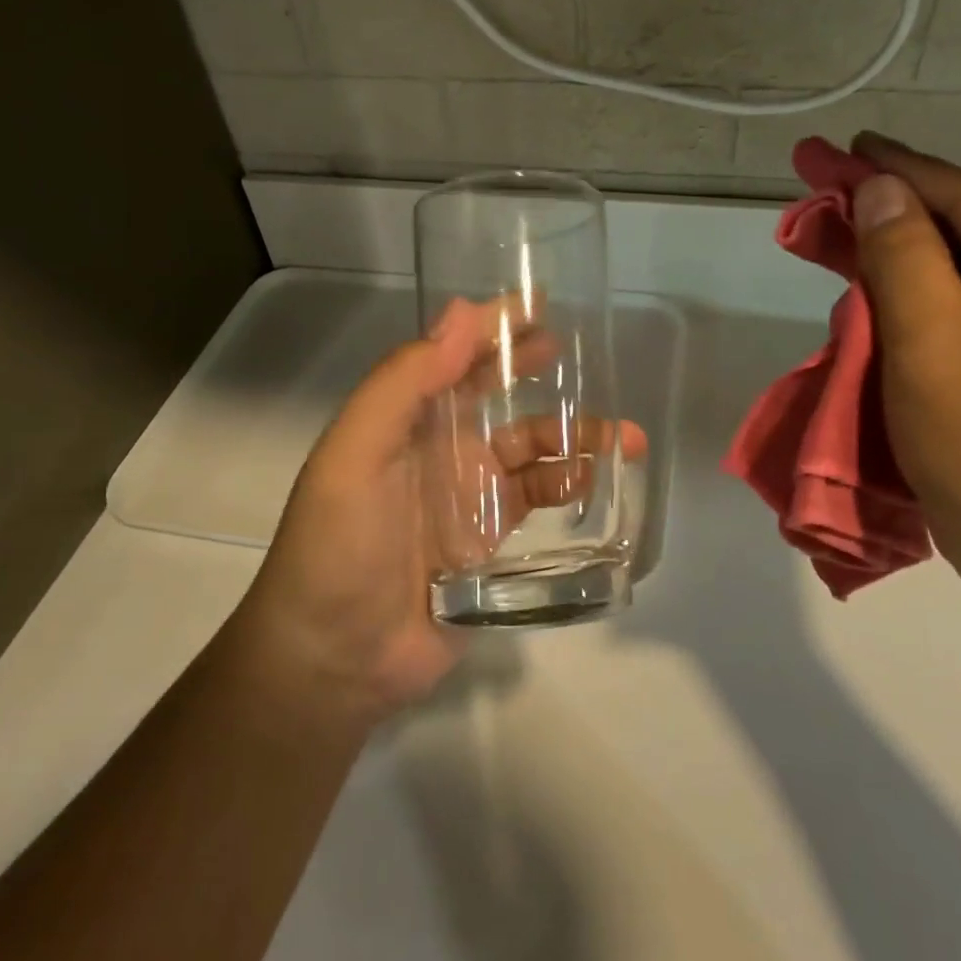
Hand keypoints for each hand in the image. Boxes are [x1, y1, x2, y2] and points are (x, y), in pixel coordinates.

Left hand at [236, 298, 644, 727]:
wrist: (337, 657)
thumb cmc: (338, 545)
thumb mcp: (355, 453)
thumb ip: (404, 383)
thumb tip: (463, 312)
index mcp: (405, 419)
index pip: (453, 356)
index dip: (492, 327)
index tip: (539, 303)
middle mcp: (440, 448)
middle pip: (498, 395)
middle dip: (536, 370)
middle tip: (583, 355)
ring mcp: (468, 495)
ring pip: (530, 450)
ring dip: (574, 436)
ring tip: (623, 436)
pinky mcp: (491, 540)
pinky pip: (537, 500)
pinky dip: (568, 485)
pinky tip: (596, 481)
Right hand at [848, 133, 960, 583]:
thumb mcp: (932, 340)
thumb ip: (903, 253)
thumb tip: (879, 189)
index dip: (895, 169)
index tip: (839, 145)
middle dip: (890, 212)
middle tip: (824, 188)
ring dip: (896, 255)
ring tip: (837, 233)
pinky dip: (914, 298)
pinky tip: (875, 291)